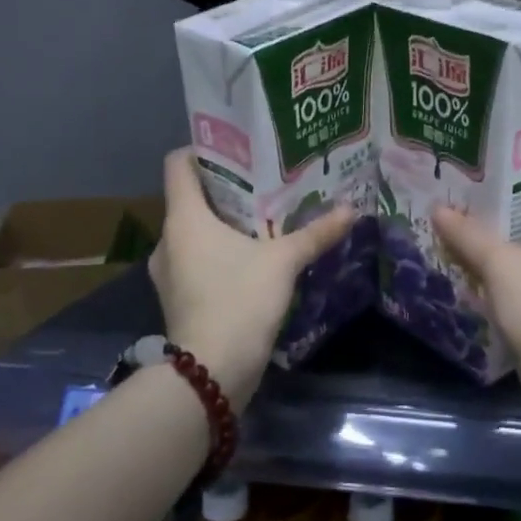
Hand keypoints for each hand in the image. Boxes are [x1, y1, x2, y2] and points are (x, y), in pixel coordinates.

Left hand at [149, 147, 355, 407]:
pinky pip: (198, 260)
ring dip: (225, 224)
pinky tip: (253, 258)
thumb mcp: (283, 262)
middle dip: (227, 189)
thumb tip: (351, 209)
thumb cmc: (239, 300)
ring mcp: (169, 272)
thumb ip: (315, 233)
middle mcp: (169, 239)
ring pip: (195, 232)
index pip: (178, 164)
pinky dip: (220, 253)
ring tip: (264, 220)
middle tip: (265, 183)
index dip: (204, 149)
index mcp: (184, 218)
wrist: (211, 371)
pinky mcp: (179, 297)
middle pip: (191, 197)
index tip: (239, 150)